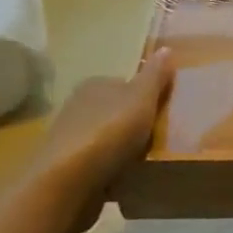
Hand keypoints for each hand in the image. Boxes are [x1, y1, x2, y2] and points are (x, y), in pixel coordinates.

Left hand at [30, 49, 174, 226]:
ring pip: (107, 140)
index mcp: (95, 84)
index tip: (163, 113)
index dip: (145, 97)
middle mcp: (78, 107)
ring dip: (123, 151)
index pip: (125, 84)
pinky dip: (112, 172)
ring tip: (147, 163)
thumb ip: (155, 75)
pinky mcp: (67, 170)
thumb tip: (167, 48)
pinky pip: (99, 166)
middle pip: (115, 112)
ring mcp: (70, 140)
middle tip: (160, 139)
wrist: (66, 184)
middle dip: (134, 125)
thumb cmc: (108, 133)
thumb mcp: (141, 98)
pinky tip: (127, 181)